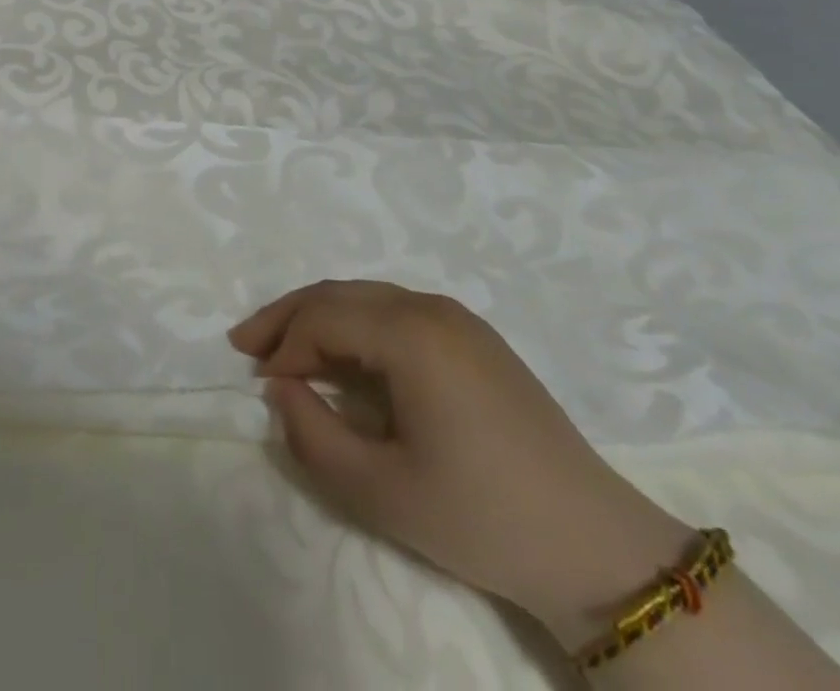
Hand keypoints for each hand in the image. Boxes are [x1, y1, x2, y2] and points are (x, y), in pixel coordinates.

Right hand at [230, 280, 695, 648]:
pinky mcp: (473, 337)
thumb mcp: (381, 491)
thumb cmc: (481, 517)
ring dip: (319, 317)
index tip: (261, 387)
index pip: (323, 318)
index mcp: (411, 333)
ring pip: (366, 297)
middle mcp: (430, 306)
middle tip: (245, 345)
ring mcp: (457, 317)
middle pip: (339, 294)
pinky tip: (342, 357)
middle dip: (288, 316)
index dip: (283, 347)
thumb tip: (281, 391)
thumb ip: (312, 436)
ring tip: (283, 349)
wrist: (594, 546)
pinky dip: (356, 326)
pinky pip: (396, 312)